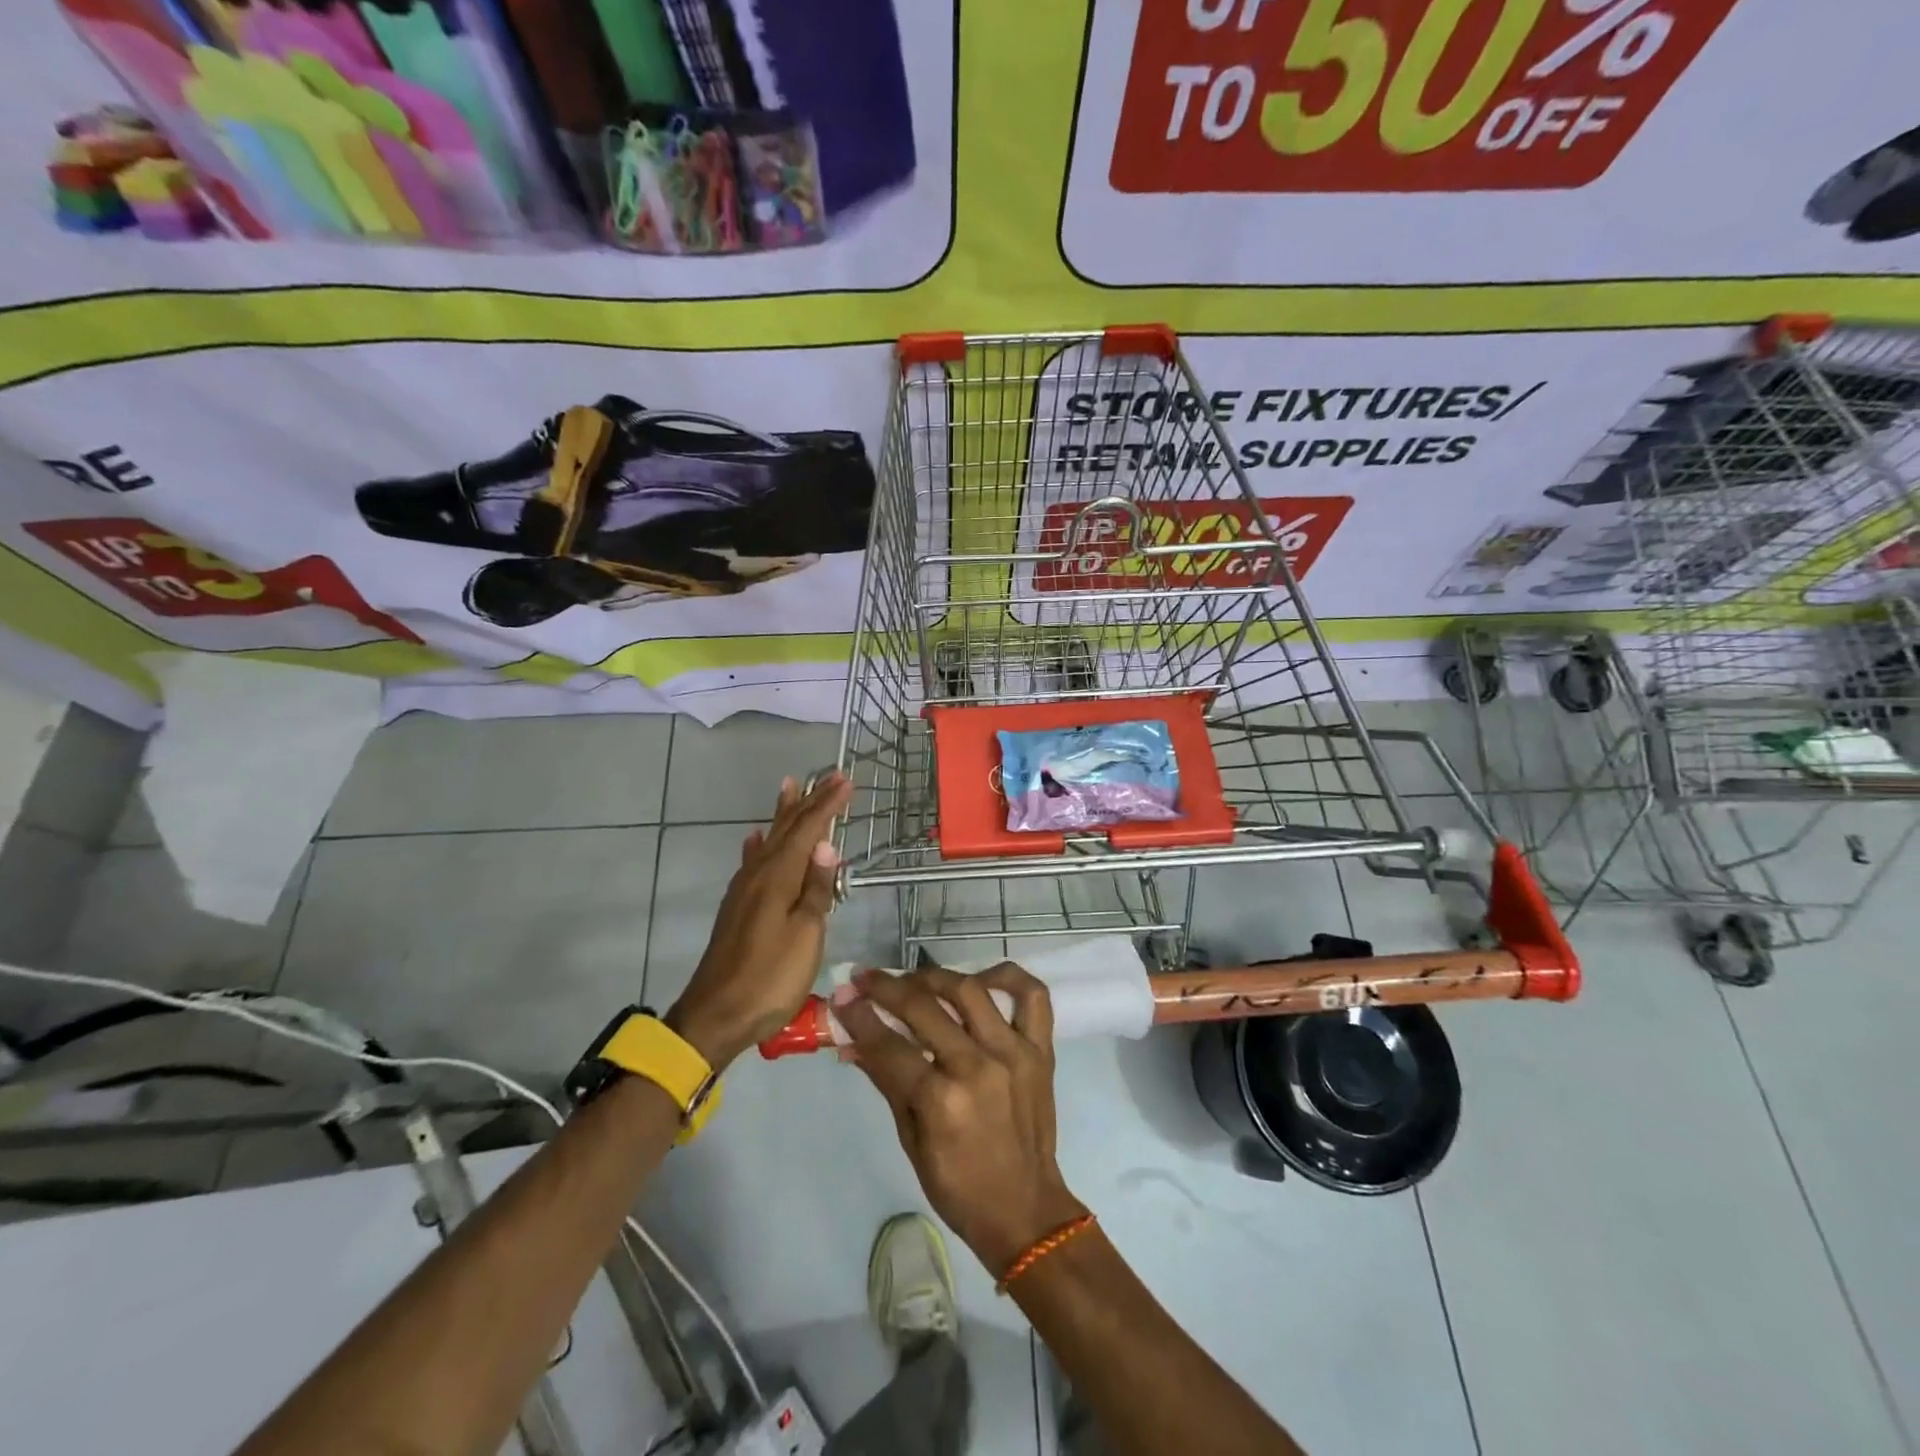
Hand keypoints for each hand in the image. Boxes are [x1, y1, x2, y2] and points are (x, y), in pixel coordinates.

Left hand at [666, 773, 852, 1068]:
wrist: (716, 1016)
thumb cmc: (770, 978)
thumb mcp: (805, 936)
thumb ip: (816, 889)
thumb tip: (826, 844)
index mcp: (778, 878)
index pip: (808, 831)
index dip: (828, 805)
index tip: (846, 781)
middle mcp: (759, 875)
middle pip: (787, 829)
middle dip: (809, 800)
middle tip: (828, 775)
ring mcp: (744, 890)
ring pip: (769, 840)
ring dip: (783, 813)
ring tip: (790, 786)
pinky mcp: (738, 907)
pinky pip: (752, 861)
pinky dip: (759, 844)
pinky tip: (755, 838)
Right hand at [841, 964, 1086, 1275]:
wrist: (1025, 1209)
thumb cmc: (958, 1186)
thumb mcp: (910, 1140)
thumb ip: (886, 1081)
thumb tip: (853, 1040)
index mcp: (941, 1101)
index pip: (889, 1045)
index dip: (859, 1017)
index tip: (842, 996)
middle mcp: (977, 1067)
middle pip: (924, 1009)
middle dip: (886, 989)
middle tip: (865, 979)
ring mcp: (1014, 1053)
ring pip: (970, 991)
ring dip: (934, 977)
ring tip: (913, 980)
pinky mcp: (1042, 1050)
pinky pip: (1032, 996)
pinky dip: (1007, 977)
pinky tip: (982, 978)